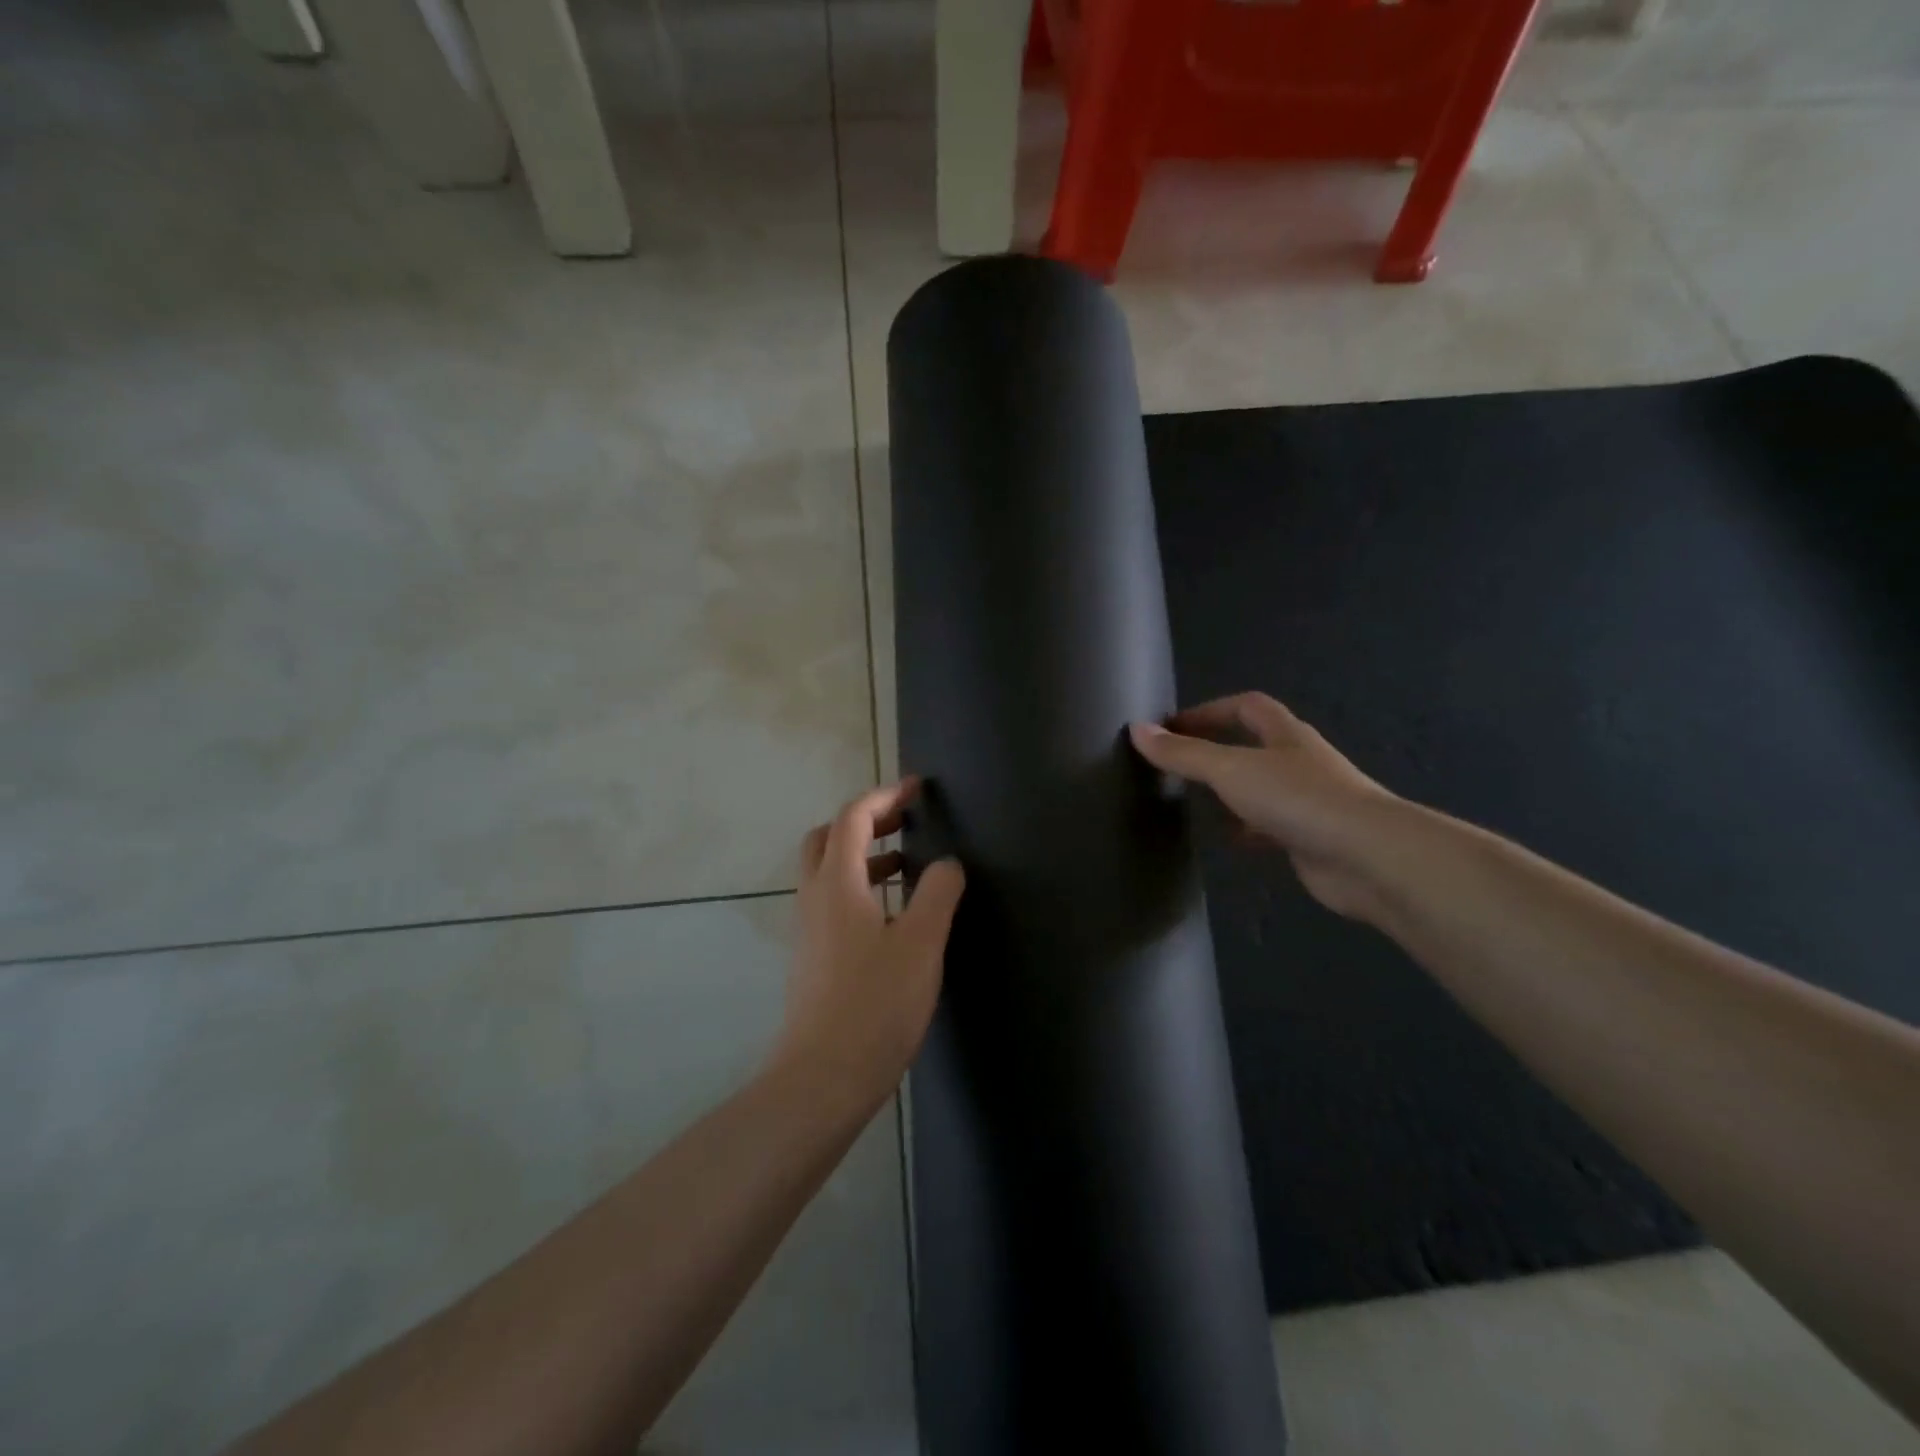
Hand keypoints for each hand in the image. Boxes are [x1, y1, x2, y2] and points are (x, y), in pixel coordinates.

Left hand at [775, 778, 965, 1109]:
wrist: (823, 1077)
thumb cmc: (875, 1003)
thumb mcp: (921, 943)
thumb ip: (937, 893)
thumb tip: (947, 863)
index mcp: (837, 883)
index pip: (852, 818)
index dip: (884, 796)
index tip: (917, 789)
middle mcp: (814, 898)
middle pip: (828, 838)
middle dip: (865, 821)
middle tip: (903, 823)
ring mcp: (809, 930)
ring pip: (829, 872)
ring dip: (864, 857)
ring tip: (907, 865)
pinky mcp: (813, 958)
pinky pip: (833, 902)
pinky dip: (860, 888)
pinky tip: (893, 916)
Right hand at [1130, 693, 1401, 919]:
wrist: (1368, 858)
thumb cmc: (1298, 799)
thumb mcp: (1231, 770)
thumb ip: (1184, 753)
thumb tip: (1138, 730)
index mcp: (1286, 735)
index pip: (1247, 707)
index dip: (1210, 710)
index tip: (1173, 726)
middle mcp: (1300, 762)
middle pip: (1255, 746)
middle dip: (1218, 751)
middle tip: (1178, 766)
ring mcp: (1309, 802)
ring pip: (1262, 788)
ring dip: (1232, 793)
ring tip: (1193, 804)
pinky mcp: (1311, 838)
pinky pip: (1271, 827)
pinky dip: (1247, 830)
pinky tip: (1227, 842)